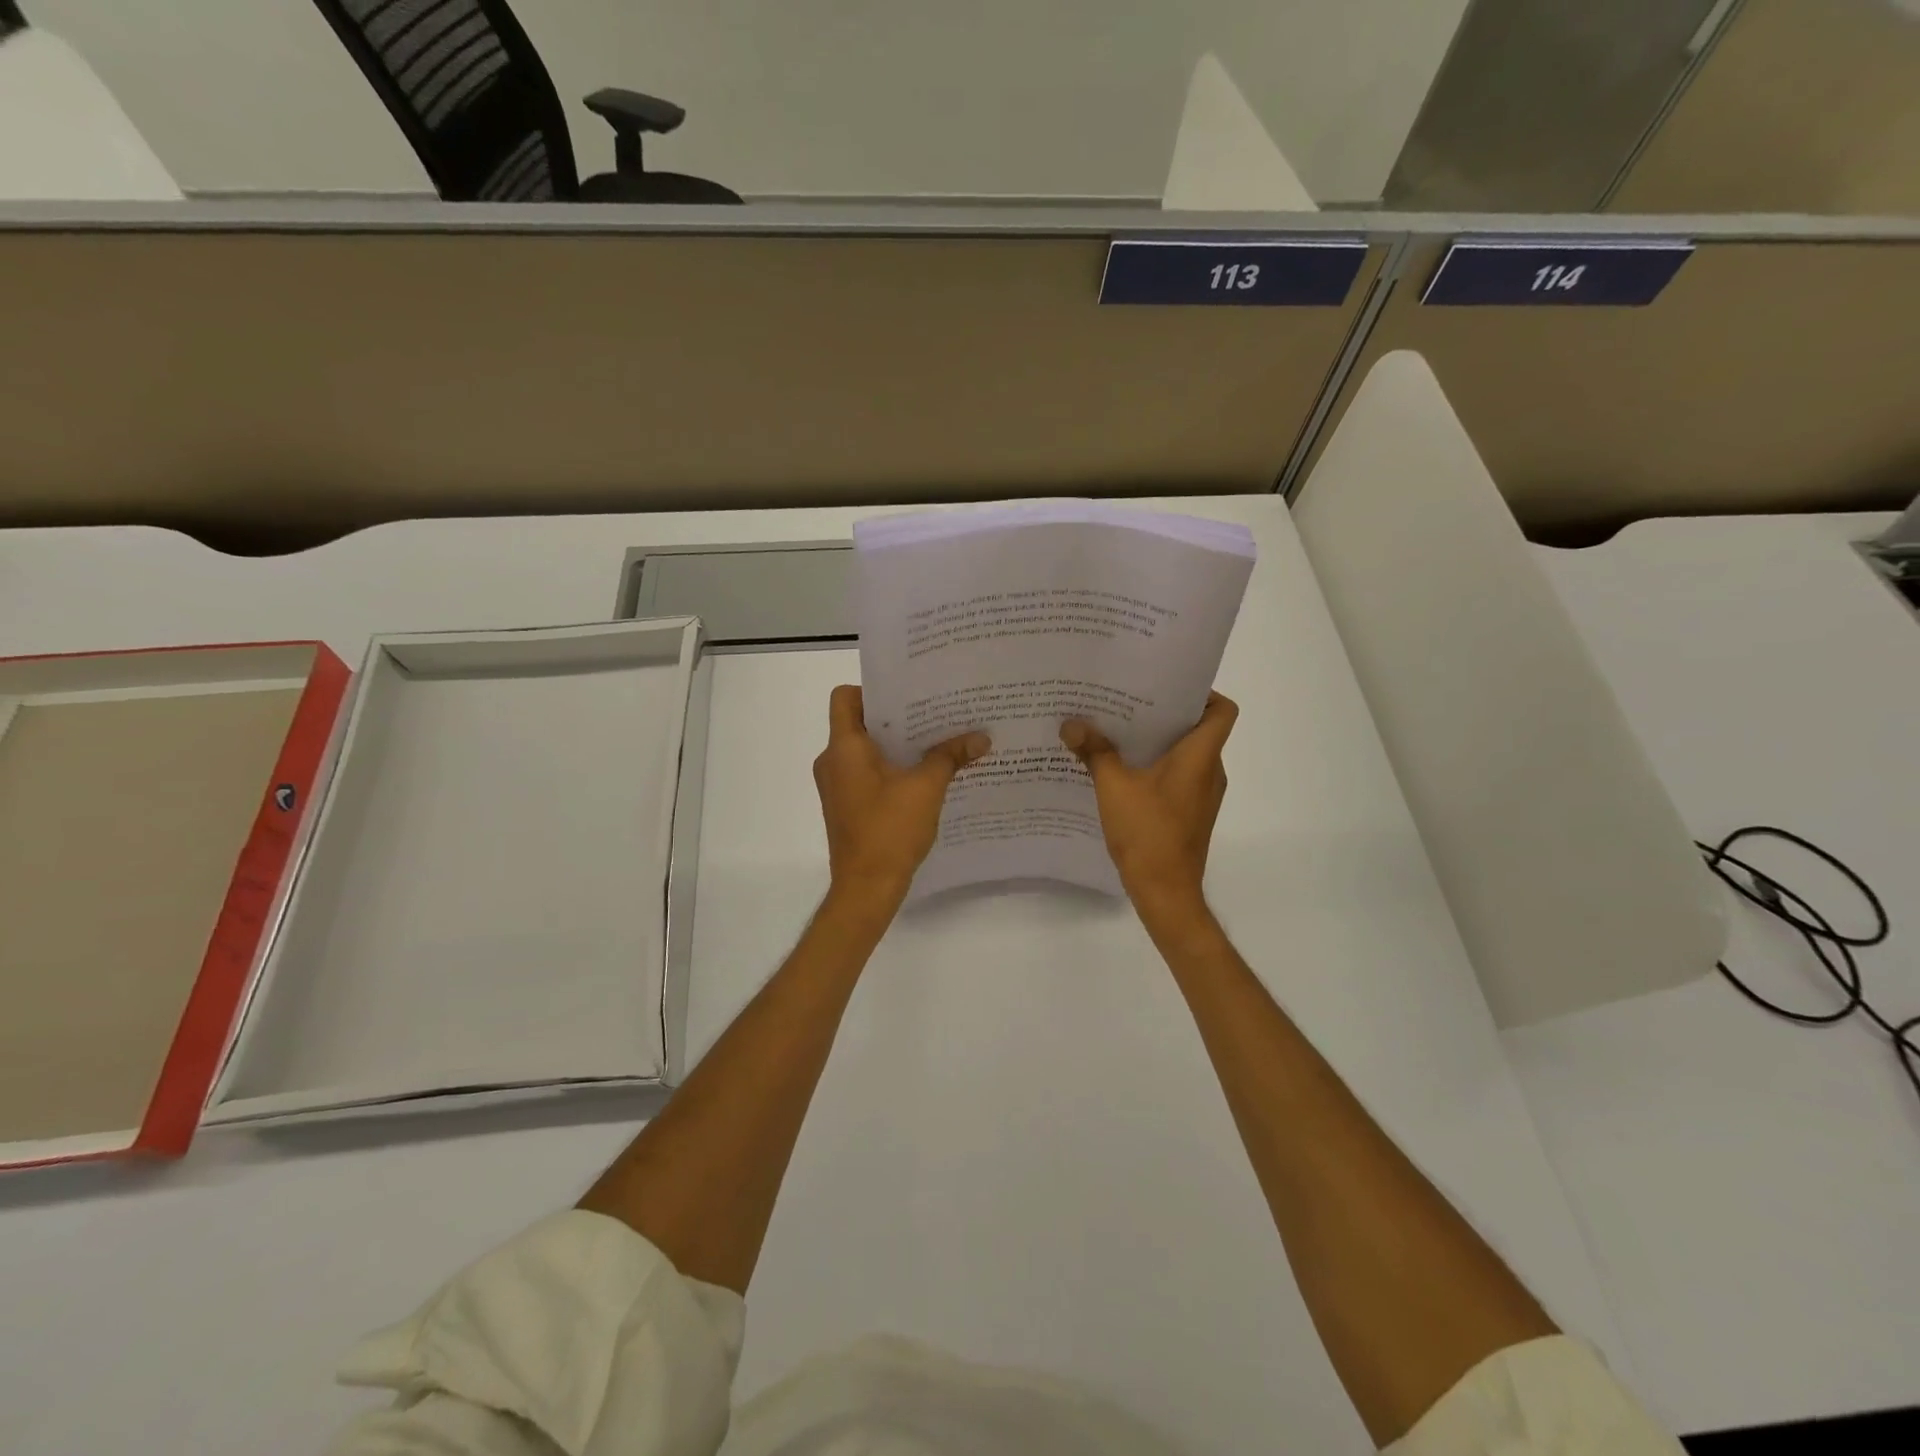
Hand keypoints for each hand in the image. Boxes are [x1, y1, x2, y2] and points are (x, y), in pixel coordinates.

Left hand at [814, 685, 990, 909]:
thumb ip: (950, 756)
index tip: (908, 696)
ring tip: (935, 742)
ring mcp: (837, 786)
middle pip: (859, 723)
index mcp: (844, 748)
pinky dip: (891, 768)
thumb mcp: (927, 788)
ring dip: (896, 745)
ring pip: (865, 751)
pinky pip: (867, 774)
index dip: (874, 690)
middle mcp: (832, 761)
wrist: (866, 888)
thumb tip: (981, 737)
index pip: (846, 697)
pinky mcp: (847, 806)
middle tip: (935, 713)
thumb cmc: (890, 830)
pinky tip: (924, 775)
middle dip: (897, 718)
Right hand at [1061, 692, 1237, 930]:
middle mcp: (1209, 771)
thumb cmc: (1147, 833)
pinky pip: (1177, 777)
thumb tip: (1071, 724)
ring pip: (1185, 755)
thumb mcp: (1113, 787)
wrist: (1165, 892)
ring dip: (1156, 742)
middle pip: (1198, 728)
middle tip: (1127, 702)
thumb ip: (1095, 751)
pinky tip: (1121, 771)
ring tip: (1117, 732)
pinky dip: (1155, 767)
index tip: (1164, 688)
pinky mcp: (1190, 813)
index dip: (1202, 693)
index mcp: (1200, 756)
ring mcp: (1202, 795)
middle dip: (1163, 714)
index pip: (1222, 710)